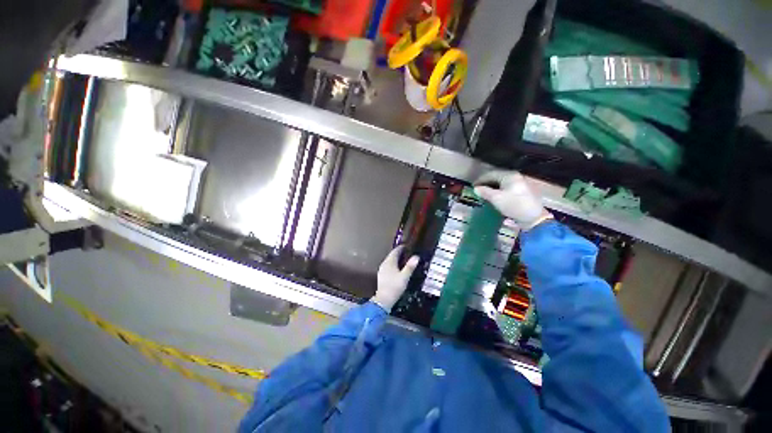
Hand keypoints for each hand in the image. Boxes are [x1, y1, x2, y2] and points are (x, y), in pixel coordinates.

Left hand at [372, 246, 419, 311]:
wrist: (384, 299)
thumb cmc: (395, 286)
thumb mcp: (404, 276)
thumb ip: (410, 266)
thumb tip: (416, 256)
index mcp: (390, 262)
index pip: (395, 251)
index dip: (401, 248)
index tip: (407, 246)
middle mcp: (384, 263)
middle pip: (392, 255)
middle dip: (399, 253)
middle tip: (407, 252)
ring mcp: (382, 269)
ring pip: (389, 261)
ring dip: (396, 259)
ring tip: (404, 260)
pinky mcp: (381, 275)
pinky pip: (388, 266)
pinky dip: (393, 264)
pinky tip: (397, 269)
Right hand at [473, 170, 550, 229]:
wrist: (533, 217)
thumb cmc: (513, 205)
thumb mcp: (496, 198)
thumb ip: (485, 192)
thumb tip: (476, 188)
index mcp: (509, 176)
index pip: (491, 174)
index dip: (480, 180)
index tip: (473, 186)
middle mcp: (515, 177)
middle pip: (497, 177)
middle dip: (486, 183)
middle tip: (477, 189)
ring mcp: (520, 184)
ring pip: (501, 183)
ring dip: (491, 187)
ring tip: (484, 193)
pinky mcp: (522, 191)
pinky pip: (506, 188)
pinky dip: (498, 190)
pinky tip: (494, 196)